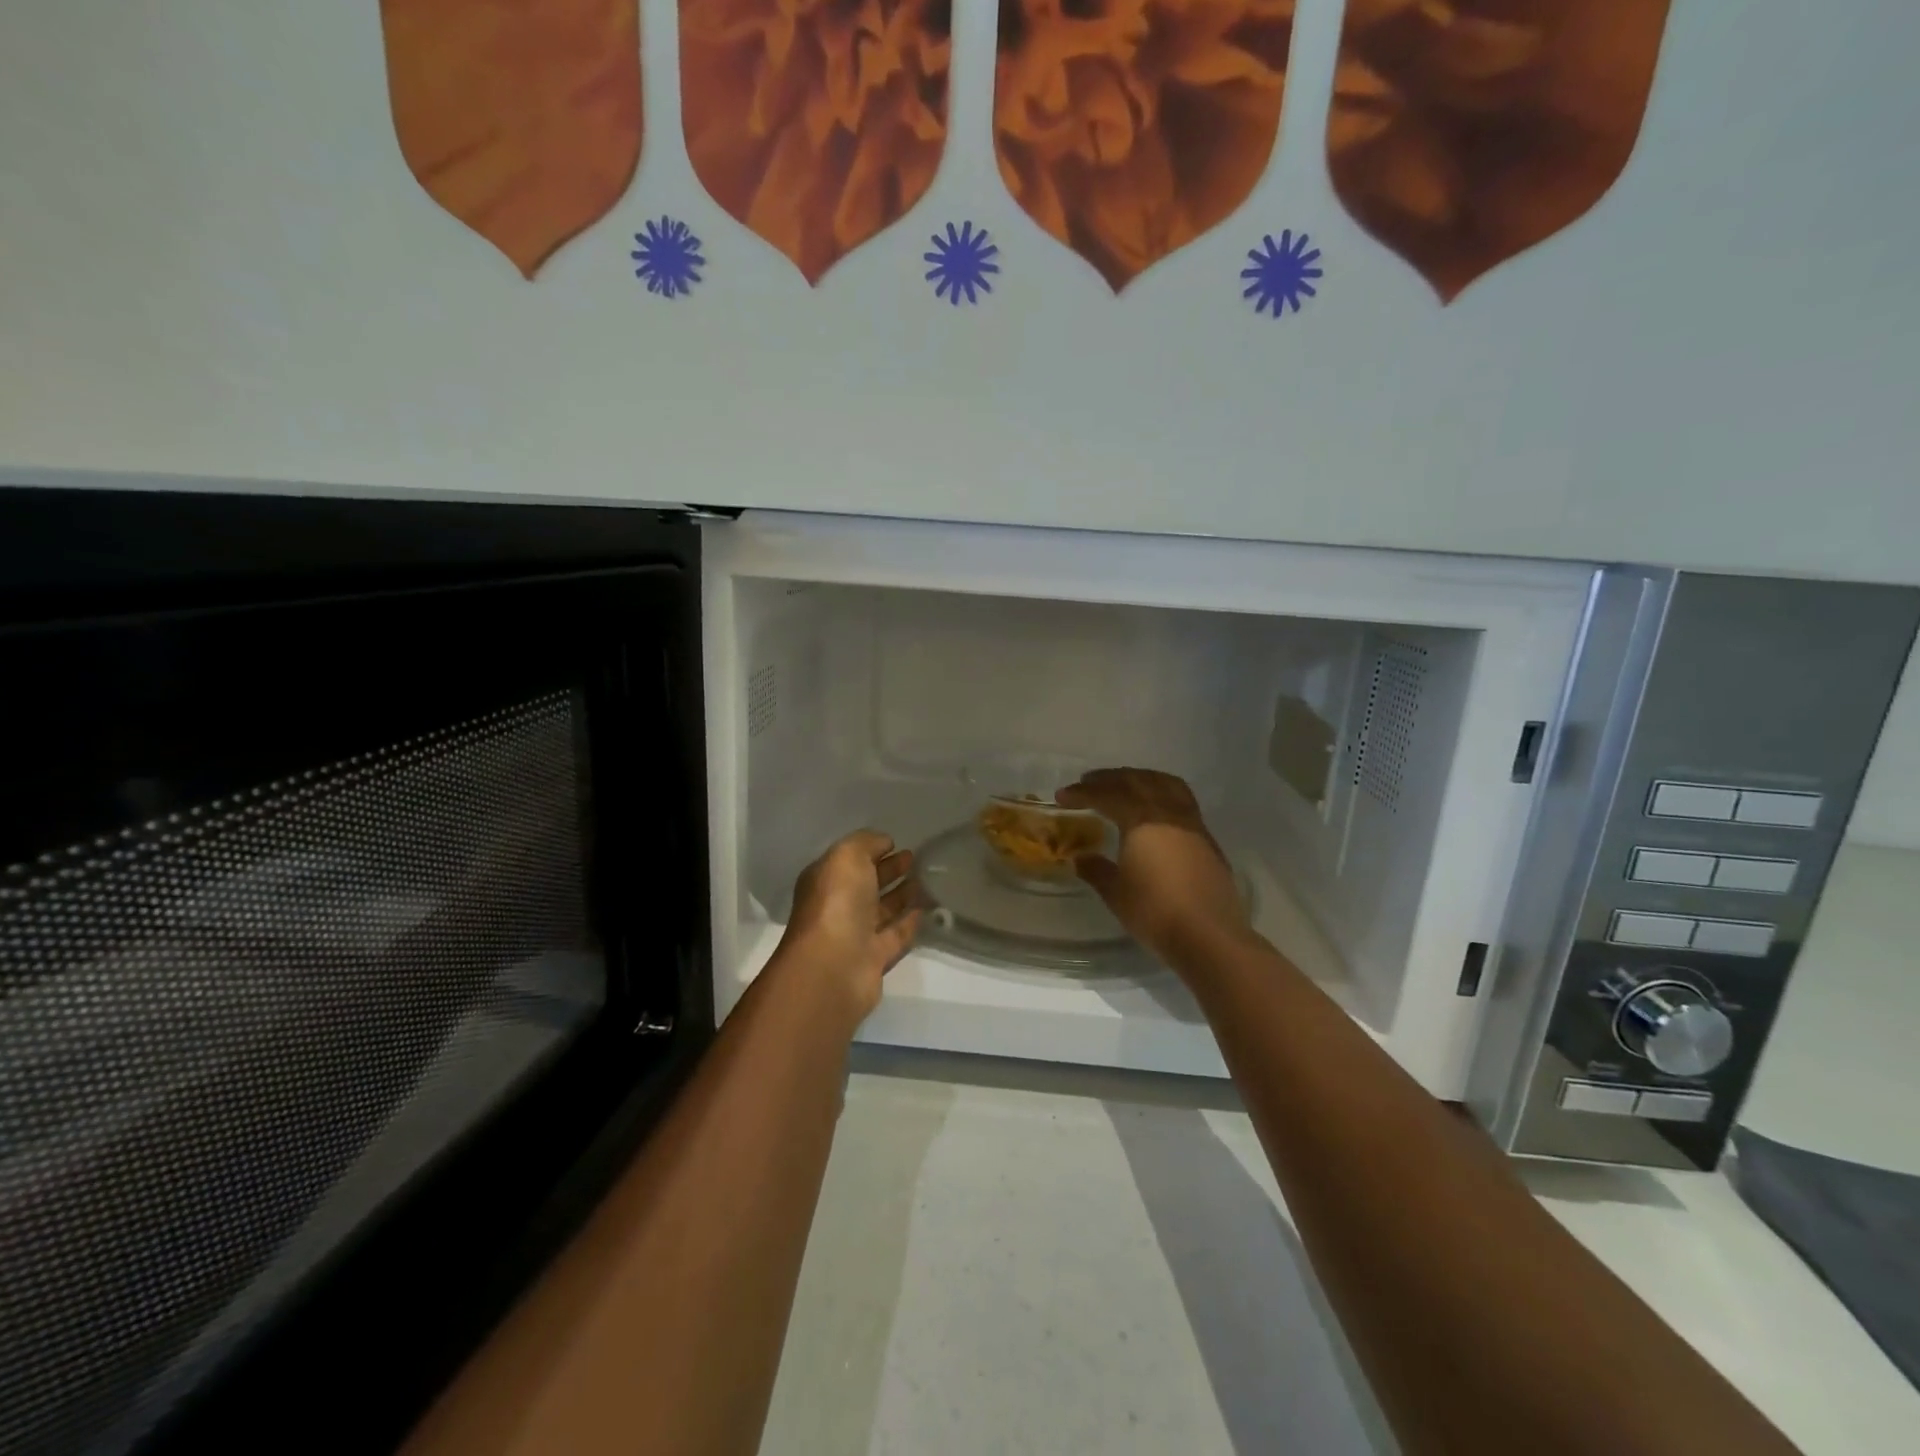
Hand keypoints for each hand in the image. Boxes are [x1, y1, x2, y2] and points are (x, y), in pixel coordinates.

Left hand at [778, 830, 921, 1019]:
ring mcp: (855, 934)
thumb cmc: (837, 902)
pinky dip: (909, 922)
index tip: (897, 843)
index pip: (849, 861)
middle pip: (866, 884)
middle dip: (889, 870)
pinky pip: (896, 935)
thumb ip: (866, 843)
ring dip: (901, 895)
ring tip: (926, 880)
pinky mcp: (874, 958)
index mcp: (825, 881)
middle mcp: (838, 906)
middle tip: (915, 859)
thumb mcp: (847, 856)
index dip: (871, 850)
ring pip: (882, 910)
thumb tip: (884, 843)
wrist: (834, 966)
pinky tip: (926, 909)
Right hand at [1055, 769, 1250, 963]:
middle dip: (1109, 779)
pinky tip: (1155, 809)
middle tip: (1088, 782)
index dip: (1082, 793)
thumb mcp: (1116, 893)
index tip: (1062, 796)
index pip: (1107, 795)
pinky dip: (1161, 792)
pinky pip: (1181, 799)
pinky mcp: (1207, 839)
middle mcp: (1168, 812)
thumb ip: (1097, 870)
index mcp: (1142, 820)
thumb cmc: (1155, 912)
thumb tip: (1081, 857)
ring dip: (1140, 778)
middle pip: (1136, 781)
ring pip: (1164, 784)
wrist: (1209, 935)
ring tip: (1124, 784)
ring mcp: (1191, 823)